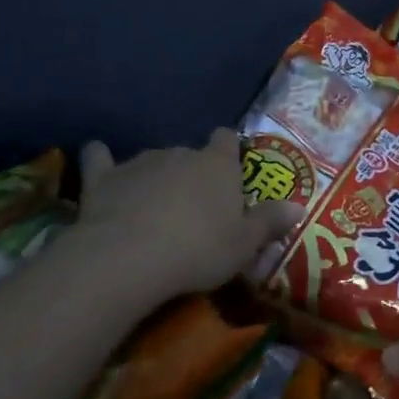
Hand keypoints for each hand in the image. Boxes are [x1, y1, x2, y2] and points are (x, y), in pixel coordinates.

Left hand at [74, 128, 300, 307]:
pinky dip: (101, 160)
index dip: (228, 151)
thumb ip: (269, 222)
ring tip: (153, 208)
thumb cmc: (199, 250)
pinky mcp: (104, 177)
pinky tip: (99, 163)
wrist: (130, 257)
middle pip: (190, 155)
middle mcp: (180, 153)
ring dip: (156, 177)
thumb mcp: (244, 245)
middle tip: (194, 209)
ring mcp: (140, 162)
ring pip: (153, 160)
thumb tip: (299, 207)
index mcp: (217, 165)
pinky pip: (100, 159)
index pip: (227, 141)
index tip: (229, 170)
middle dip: (192, 174)